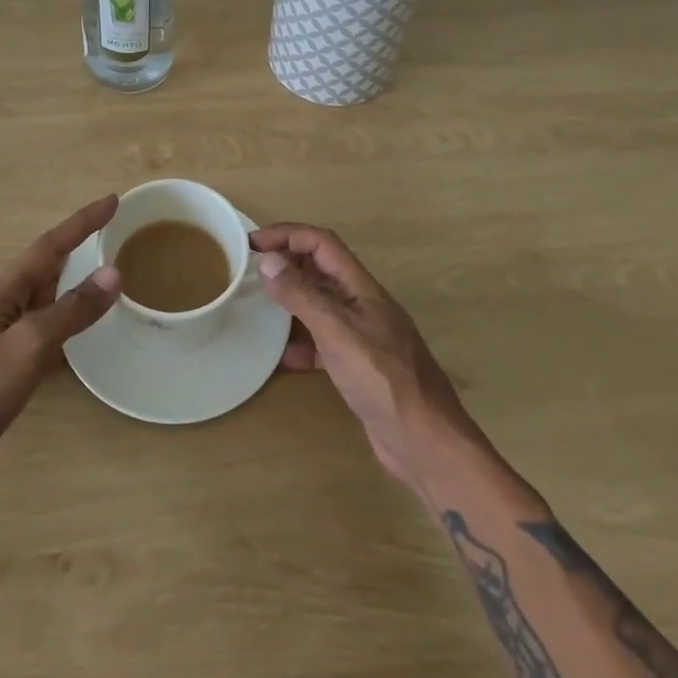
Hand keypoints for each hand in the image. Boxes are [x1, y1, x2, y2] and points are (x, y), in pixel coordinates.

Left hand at [0, 195, 121, 501]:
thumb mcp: (30, 346)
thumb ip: (72, 311)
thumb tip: (113, 274)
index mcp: (3, 292)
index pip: (50, 245)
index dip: (82, 222)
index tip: (112, 201)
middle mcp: (1, 305)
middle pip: (45, 265)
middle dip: (77, 245)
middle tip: (111, 231)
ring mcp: (0, 335)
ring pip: (44, 297)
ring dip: (71, 281)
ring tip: (102, 273)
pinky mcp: (3, 364)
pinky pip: (42, 327)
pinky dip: (64, 319)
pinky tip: (76, 332)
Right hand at [251, 223, 476, 489]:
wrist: (427, 443)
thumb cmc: (384, 380)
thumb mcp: (338, 333)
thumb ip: (303, 296)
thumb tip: (268, 261)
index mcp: (362, 287)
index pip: (322, 243)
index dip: (287, 234)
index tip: (253, 243)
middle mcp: (362, 304)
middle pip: (321, 269)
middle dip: (287, 262)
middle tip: (250, 270)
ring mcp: (362, 336)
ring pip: (320, 305)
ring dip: (292, 300)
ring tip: (259, 307)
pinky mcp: (359, 367)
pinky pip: (323, 343)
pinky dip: (301, 344)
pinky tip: (282, 358)